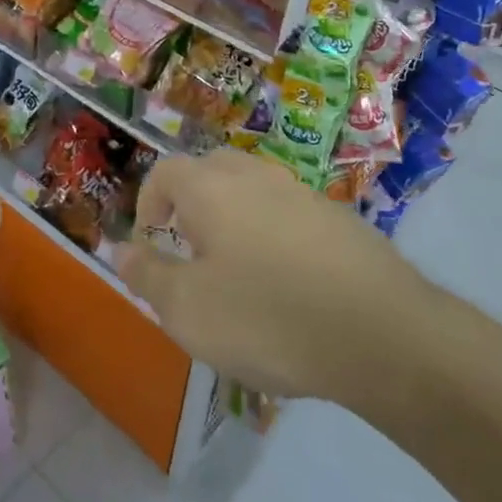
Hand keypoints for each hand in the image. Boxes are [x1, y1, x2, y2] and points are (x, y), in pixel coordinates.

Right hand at [115, 150, 425, 403]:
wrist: (380, 330)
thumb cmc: (267, 316)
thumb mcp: (189, 311)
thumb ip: (148, 276)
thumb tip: (122, 250)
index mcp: (211, 187)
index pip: (165, 172)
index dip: (148, 202)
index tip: (151, 242)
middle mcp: (253, 175)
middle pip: (209, 171)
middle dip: (190, 204)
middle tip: (189, 251)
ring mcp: (300, 191)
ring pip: (251, 191)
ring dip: (232, 220)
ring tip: (237, 273)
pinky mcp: (336, 217)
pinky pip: (287, 215)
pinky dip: (272, 236)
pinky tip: (286, 285)